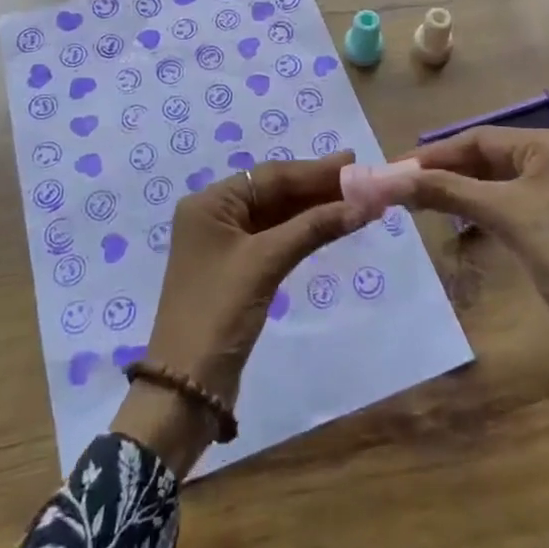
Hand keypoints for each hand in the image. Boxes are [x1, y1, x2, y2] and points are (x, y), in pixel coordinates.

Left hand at [112, 151, 374, 473]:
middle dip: (317, 188)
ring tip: (355, 200)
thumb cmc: (219, 311)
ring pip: (277, 216)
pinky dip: (302, 232)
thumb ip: (312, 228)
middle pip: (274, 192)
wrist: (186, 385)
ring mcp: (225, 243)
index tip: (353, 162)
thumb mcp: (266, 263)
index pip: (270, 176)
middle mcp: (215, 215)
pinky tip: (330, 225)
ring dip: (314, 210)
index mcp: (210, 203)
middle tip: (361, 179)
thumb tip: (362, 205)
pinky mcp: (237, 269)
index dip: (314, 170)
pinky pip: (275, 238)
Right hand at [346, 129, 548, 426]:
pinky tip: (463, 220)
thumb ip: (447, 191)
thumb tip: (391, 179)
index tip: (395, 170)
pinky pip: (517, 203)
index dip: (435, 154)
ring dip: (464, 190)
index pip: (480, 138)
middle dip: (447, 171)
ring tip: (423, 202)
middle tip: (404, 188)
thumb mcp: (504, 214)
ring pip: (503, 181)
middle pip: (491, 156)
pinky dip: (487, 208)